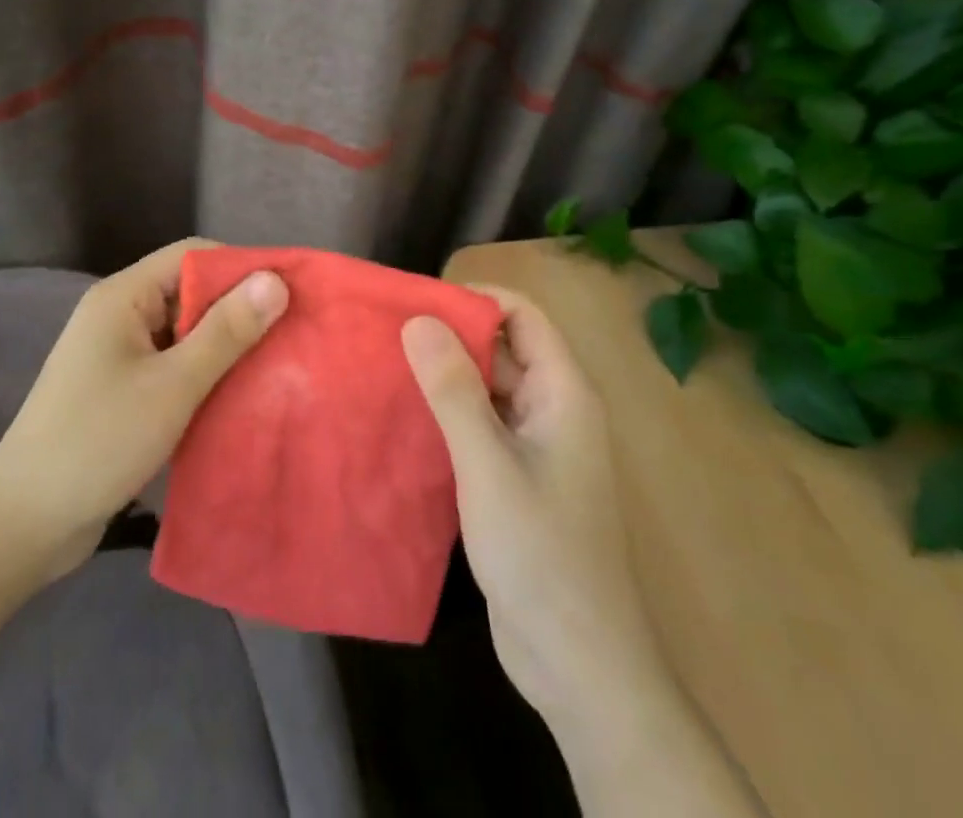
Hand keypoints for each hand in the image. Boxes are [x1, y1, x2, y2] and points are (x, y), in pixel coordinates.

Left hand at [0, 238, 287, 579]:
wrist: (22, 526)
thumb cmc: (98, 442)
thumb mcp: (172, 385)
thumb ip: (226, 331)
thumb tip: (275, 280)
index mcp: (123, 297)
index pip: (192, 255)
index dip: (241, 266)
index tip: (287, 292)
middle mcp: (120, 315)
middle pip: (190, 291)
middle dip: (238, 309)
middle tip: (290, 332)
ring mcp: (118, 355)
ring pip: (185, 332)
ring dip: (225, 346)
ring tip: (276, 364)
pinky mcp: (121, 390)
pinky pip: (174, 365)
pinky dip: (205, 374)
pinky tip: (238, 395)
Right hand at [401, 287, 665, 730]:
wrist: (577, 663)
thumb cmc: (540, 553)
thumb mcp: (487, 464)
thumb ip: (453, 390)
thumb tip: (418, 319)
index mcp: (563, 392)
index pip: (522, 315)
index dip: (475, 299)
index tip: (418, 301)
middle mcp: (553, 409)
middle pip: (503, 349)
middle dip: (451, 336)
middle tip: (389, 333)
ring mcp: (536, 447)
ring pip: (489, 389)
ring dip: (446, 377)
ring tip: (385, 367)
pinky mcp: (517, 479)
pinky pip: (482, 427)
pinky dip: (449, 416)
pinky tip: (404, 420)